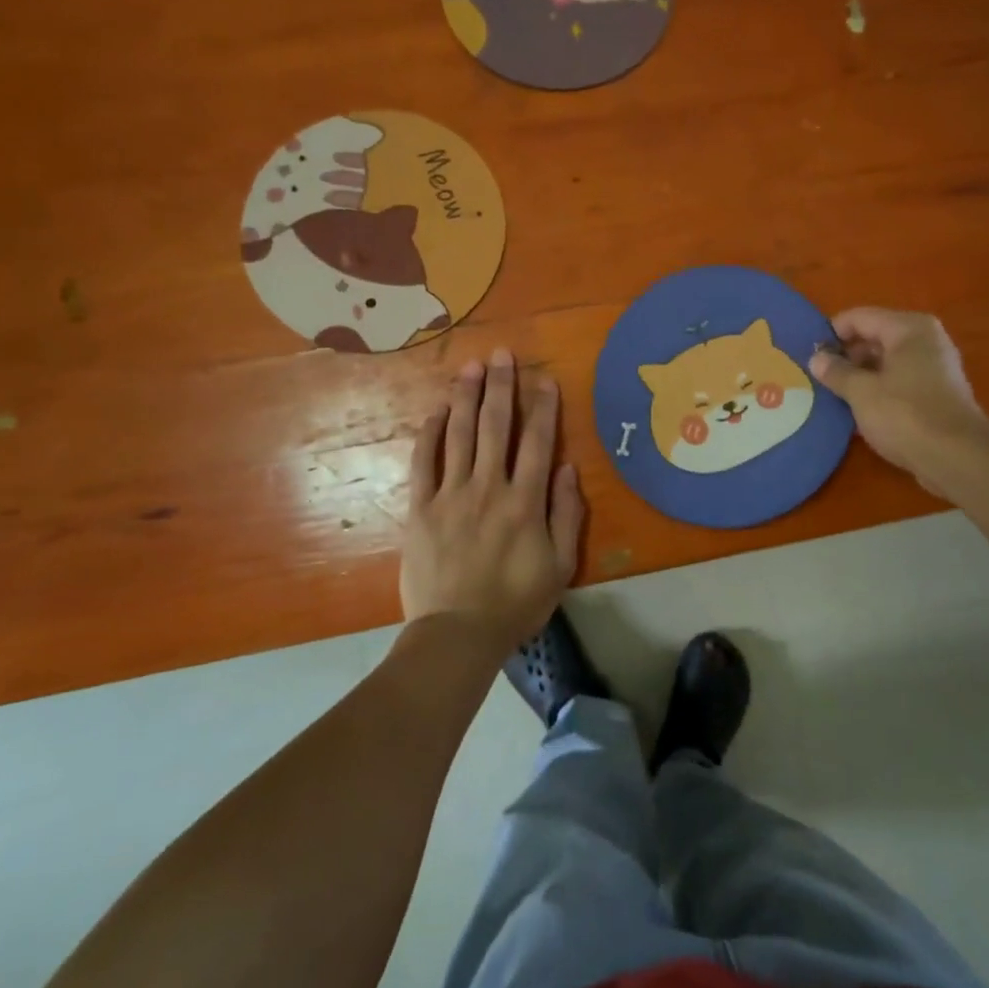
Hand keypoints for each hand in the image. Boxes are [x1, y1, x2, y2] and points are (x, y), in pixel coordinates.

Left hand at [400, 348, 583, 657]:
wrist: (457, 634)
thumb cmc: (516, 602)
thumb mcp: (560, 565)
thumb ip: (566, 513)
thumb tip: (567, 467)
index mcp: (525, 501)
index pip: (537, 442)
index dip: (542, 407)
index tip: (544, 378)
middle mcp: (488, 487)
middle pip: (495, 426)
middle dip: (501, 387)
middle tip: (502, 354)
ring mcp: (451, 495)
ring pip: (459, 435)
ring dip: (466, 397)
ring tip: (471, 366)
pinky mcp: (421, 508)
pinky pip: (425, 463)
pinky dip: (430, 434)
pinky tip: (436, 411)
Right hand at [809, 308, 988, 492]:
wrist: (958, 458)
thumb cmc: (905, 415)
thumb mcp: (861, 392)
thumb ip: (836, 372)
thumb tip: (816, 359)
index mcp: (908, 328)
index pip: (859, 317)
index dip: (831, 333)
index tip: (809, 355)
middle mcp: (925, 340)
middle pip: (874, 337)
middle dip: (846, 356)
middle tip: (818, 376)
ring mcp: (934, 367)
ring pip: (886, 362)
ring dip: (860, 375)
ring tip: (833, 393)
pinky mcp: (937, 393)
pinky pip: (899, 381)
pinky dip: (878, 389)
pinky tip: (858, 409)